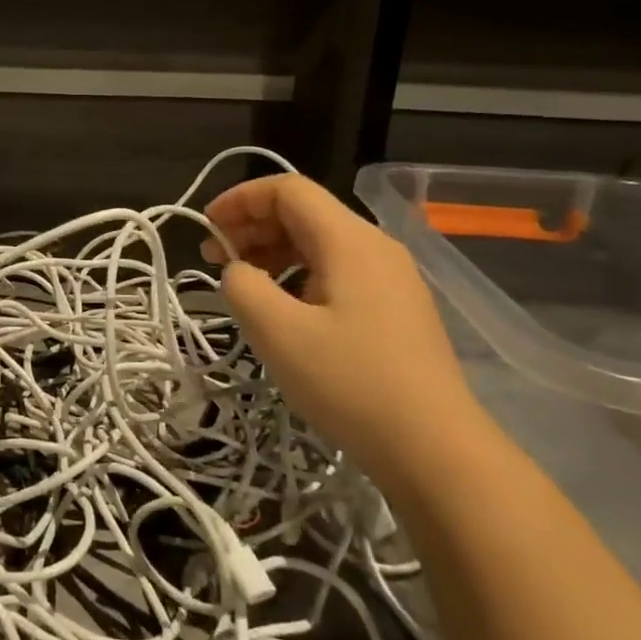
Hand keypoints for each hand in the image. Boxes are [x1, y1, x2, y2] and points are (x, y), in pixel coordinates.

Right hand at [202, 175, 493, 487]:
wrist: (435, 449)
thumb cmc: (350, 383)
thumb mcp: (277, 332)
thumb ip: (243, 286)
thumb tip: (239, 271)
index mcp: (349, 240)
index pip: (288, 190)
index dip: (240, 199)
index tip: (206, 228)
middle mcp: (375, 247)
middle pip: (305, 213)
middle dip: (253, 226)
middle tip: (214, 259)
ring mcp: (391, 278)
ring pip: (321, 244)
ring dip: (274, 252)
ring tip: (243, 285)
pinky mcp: (396, 309)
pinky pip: (338, 272)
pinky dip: (299, 276)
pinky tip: (283, 311)